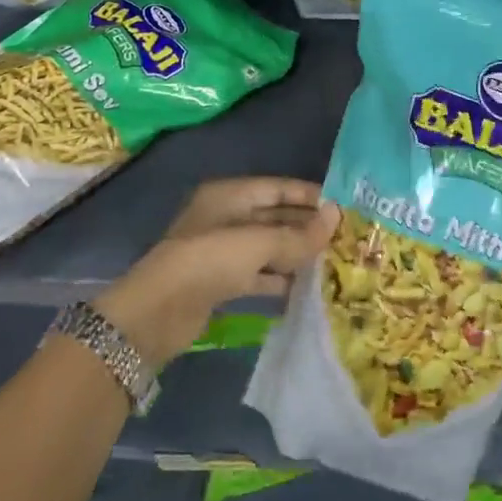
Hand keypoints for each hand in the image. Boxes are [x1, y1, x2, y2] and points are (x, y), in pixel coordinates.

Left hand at [93, 178, 337, 368]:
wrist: (158, 312)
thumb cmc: (210, 261)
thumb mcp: (259, 243)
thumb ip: (299, 233)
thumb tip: (336, 216)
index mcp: (229, 195)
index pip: (277, 188)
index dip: (309, 196)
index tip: (342, 206)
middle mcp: (225, 217)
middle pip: (274, 217)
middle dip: (305, 227)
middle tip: (343, 238)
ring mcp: (220, 251)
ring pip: (267, 247)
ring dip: (295, 254)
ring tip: (332, 262)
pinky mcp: (219, 281)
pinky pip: (257, 274)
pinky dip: (278, 279)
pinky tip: (304, 288)